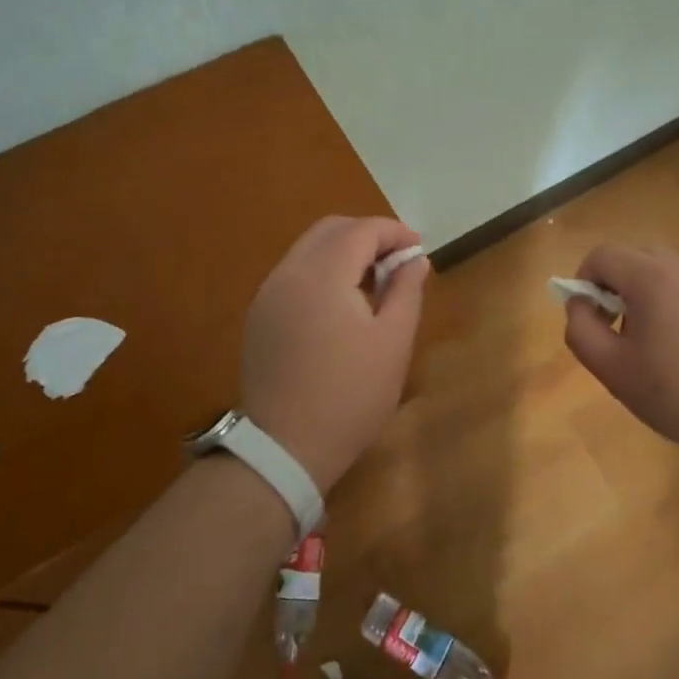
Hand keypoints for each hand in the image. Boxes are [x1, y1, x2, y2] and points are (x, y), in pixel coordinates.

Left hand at [240, 215, 428, 491]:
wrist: (285, 448)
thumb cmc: (350, 395)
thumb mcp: (393, 342)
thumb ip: (406, 290)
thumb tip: (414, 260)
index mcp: (322, 275)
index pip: (361, 230)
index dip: (394, 232)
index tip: (419, 248)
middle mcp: (288, 273)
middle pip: (330, 230)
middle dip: (367, 236)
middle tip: (397, 262)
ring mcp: (268, 294)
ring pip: (309, 249)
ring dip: (344, 252)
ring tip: (373, 282)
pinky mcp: (260, 316)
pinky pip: (295, 274)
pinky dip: (322, 271)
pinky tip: (342, 304)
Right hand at [562, 243, 678, 466]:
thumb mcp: (614, 370)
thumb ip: (582, 330)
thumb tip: (578, 303)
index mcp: (650, 278)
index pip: (602, 254)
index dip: (585, 279)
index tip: (591, 317)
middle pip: (633, 255)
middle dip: (615, 283)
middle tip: (617, 327)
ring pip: (663, 269)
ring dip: (645, 292)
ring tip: (652, 341)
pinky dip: (674, 302)